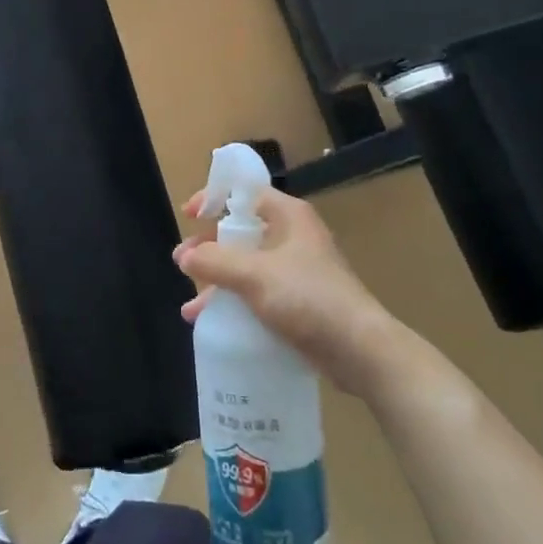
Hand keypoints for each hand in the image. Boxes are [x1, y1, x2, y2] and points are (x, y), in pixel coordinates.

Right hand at [174, 187, 395, 389]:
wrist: (360, 351)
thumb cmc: (308, 299)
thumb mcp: (254, 275)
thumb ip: (215, 261)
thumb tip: (185, 256)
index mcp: (288, 216)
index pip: (245, 192)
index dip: (214, 198)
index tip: (189, 215)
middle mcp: (292, 236)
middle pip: (241, 230)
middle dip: (208, 248)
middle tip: (183, 263)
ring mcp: (297, 270)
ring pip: (246, 265)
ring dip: (217, 281)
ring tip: (190, 305)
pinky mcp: (299, 301)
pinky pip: (257, 292)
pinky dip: (234, 301)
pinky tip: (212, 322)